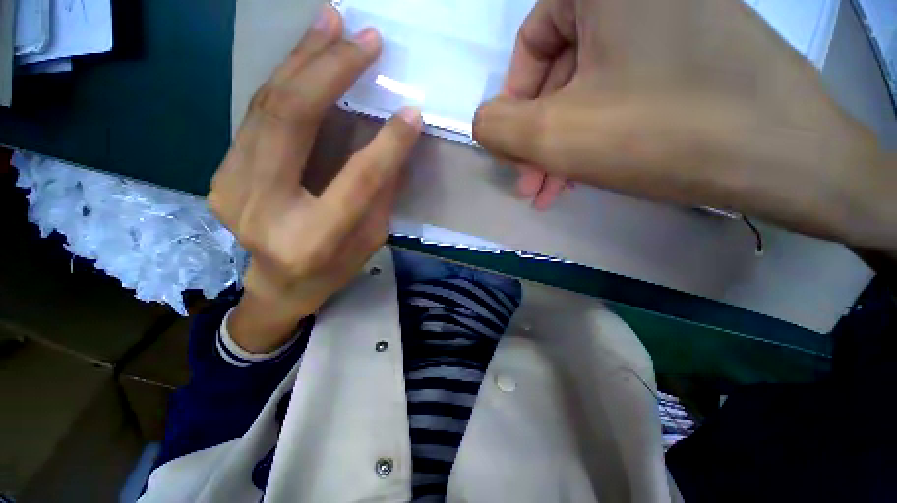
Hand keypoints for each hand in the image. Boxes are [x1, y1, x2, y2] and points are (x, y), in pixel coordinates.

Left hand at [209, 6, 421, 352]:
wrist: (278, 285)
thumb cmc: (334, 269)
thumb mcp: (371, 239)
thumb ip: (381, 192)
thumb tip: (396, 141)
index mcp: (312, 239)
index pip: (356, 180)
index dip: (387, 144)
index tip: (412, 112)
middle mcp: (263, 208)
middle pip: (292, 122)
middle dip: (330, 71)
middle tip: (364, 37)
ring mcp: (232, 186)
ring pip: (266, 106)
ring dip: (303, 60)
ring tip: (332, 23)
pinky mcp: (223, 172)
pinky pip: (256, 114)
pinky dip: (284, 79)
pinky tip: (306, 54)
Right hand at [475, 0, 895, 250]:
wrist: (788, 161)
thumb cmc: (664, 134)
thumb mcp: (555, 134)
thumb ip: (498, 126)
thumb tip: (483, 122)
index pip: (532, 38)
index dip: (514, 100)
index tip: (514, 147)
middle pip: (561, 70)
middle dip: (539, 135)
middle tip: (529, 182)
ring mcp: (674, 25)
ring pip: (590, 90)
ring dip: (564, 145)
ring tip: (551, 190)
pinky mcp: (694, 59)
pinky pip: (622, 95)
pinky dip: (595, 136)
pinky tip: (585, 175)